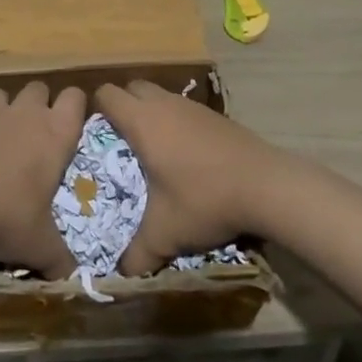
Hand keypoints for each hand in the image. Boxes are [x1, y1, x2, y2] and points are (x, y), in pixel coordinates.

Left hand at [0, 81, 84, 278]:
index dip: (76, 106)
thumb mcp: (40, 245)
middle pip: (39, 87)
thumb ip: (59, 259)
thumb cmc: (8, 217)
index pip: (75, 97)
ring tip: (6, 135)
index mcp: (56, 134)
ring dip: (8, 107)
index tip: (73, 124)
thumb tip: (71, 279)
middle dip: (41, 103)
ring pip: (5, 93)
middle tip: (39, 133)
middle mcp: (27, 115)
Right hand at [93, 81, 285, 274]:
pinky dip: (177, 123)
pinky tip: (186, 157)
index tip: (94, 134)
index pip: (107, 94)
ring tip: (152, 150)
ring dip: (152, 114)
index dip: (95, 108)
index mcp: (143, 122)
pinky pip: (184, 109)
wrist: (267, 186)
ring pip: (161, 97)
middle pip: (133, 87)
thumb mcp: (165, 234)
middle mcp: (165, 105)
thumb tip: (121, 273)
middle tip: (120, 141)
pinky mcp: (216, 115)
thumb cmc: (204, 199)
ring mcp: (193, 106)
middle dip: (122, 106)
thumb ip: (138, 254)